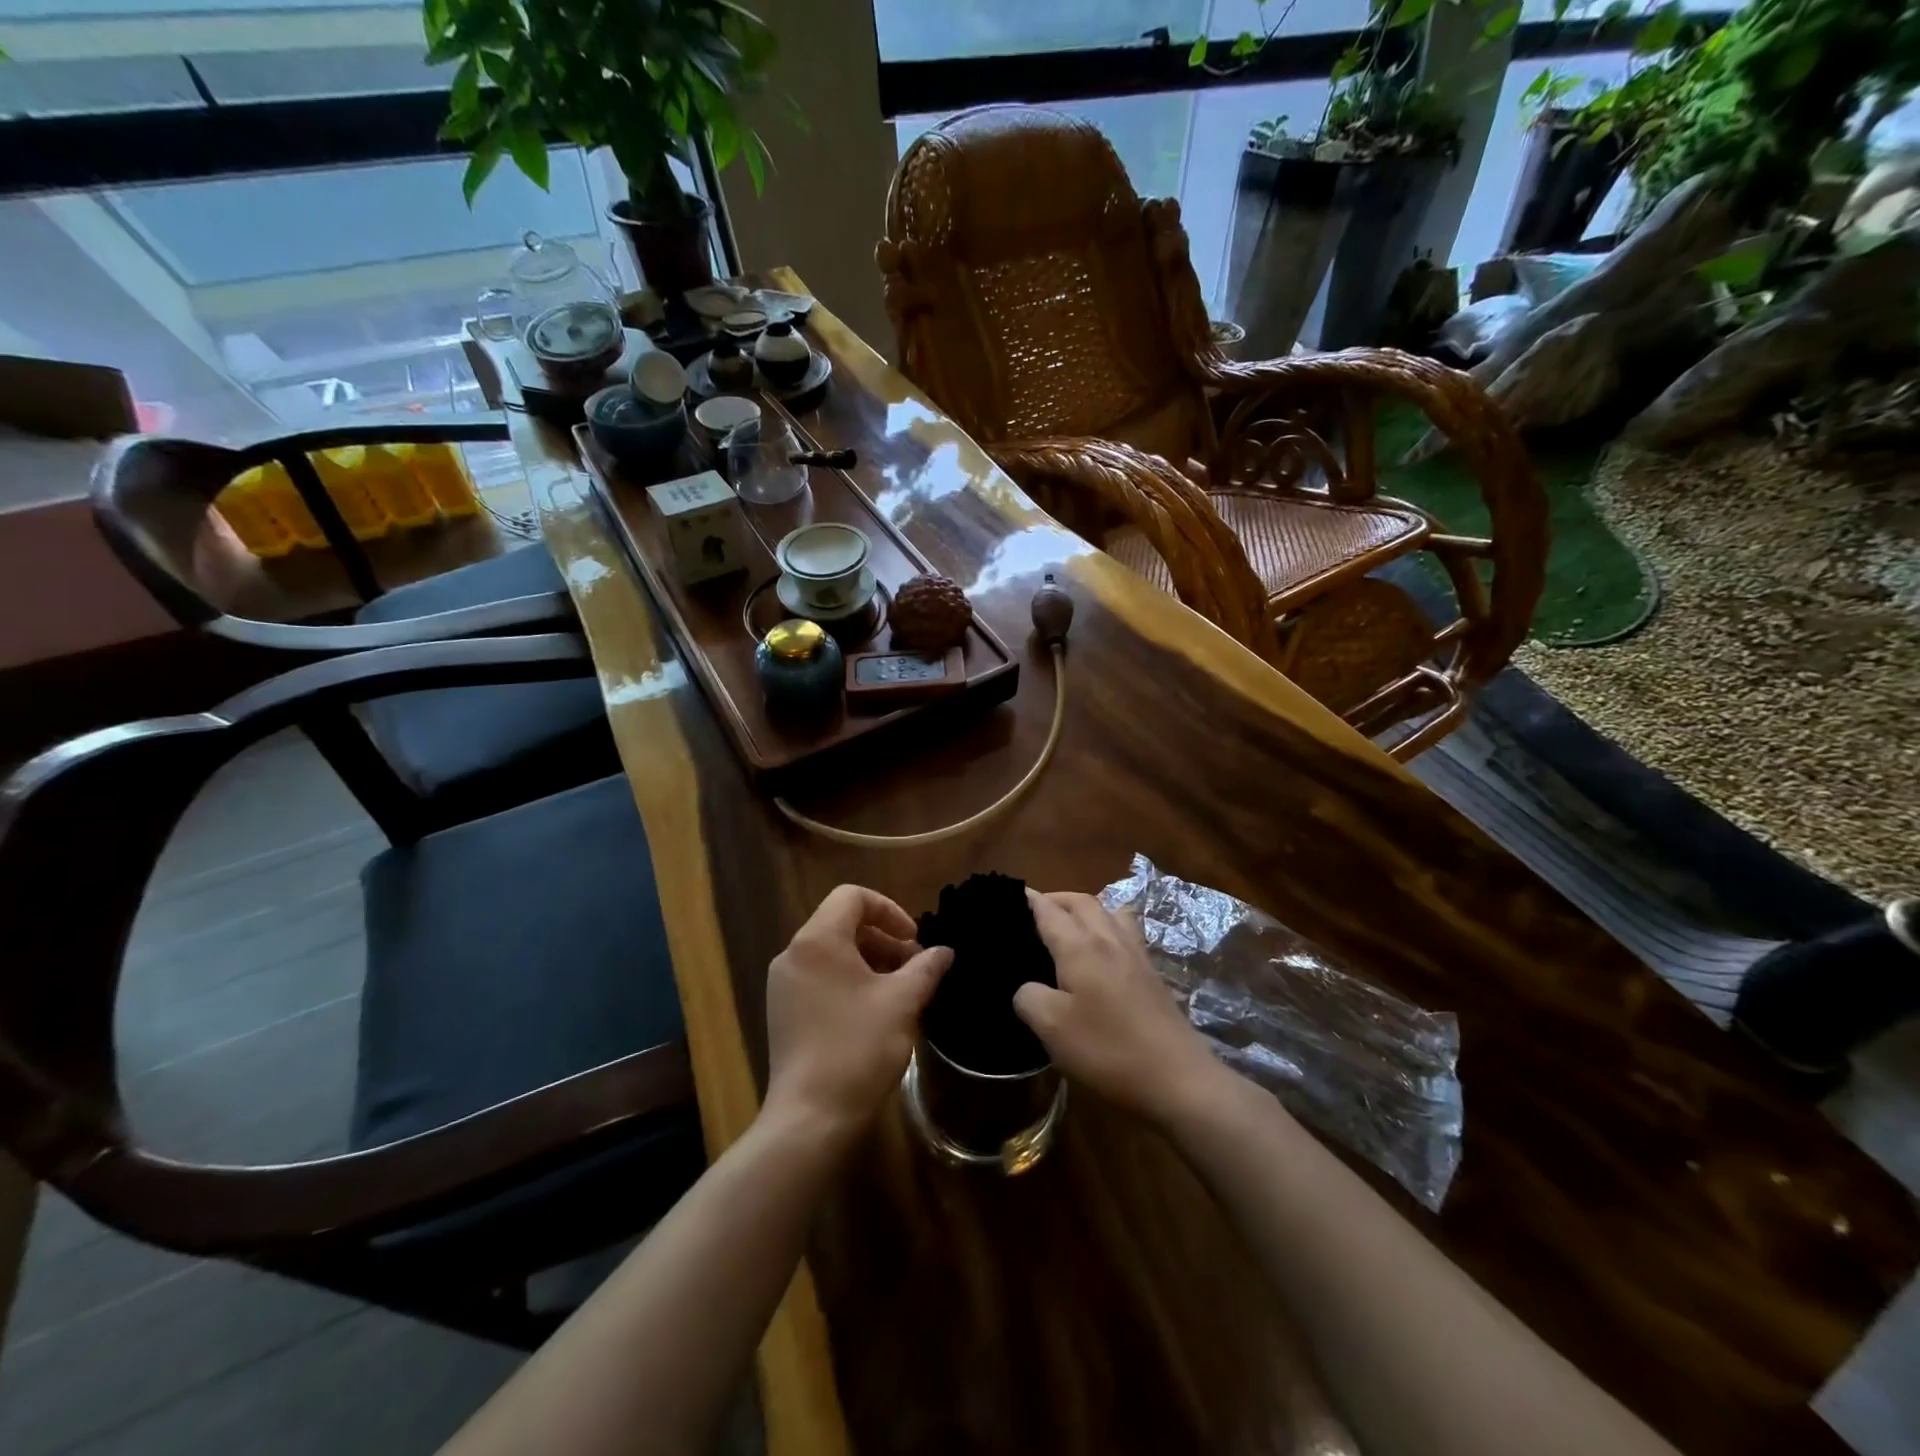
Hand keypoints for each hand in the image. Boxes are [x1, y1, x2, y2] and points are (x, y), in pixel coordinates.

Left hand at [764, 885, 951, 1142]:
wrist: (811, 1117)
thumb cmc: (859, 1047)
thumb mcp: (903, 1001)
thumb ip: (926, 967)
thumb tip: (944, 952)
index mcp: (817, 940)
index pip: (852, 896)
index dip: (889, 910)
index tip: (914, 940)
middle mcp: (793, 954)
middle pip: (841, 923)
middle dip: (883, 938)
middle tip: (913, 967)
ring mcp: (783, 985)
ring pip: (831, 952)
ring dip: (869, 960)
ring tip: (899, 990)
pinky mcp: (783, 1013)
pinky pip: (819, 977)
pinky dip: (849, 981)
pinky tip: (873, 1012)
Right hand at [1014, 890, 1226, 1126]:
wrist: (1177, 1078)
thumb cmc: (1107, 1049)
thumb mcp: (1051, 1027)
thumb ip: (1029, 997)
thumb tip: (1027, 987)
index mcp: (1080, 946)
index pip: (1049, 910)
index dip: (1028, 899)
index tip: (1011, 895)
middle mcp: (1109, 939)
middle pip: (1082, 901)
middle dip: (1057, 899)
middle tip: (1035, 911)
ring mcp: (1136, 955)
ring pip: (1110, 911)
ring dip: (1086, 909)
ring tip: (1070, 925)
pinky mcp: (1152, 974)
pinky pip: (1126, 932)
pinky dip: (1108, 927)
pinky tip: (1103, 952)